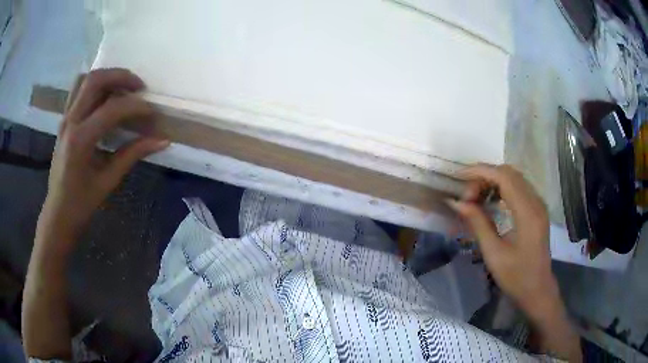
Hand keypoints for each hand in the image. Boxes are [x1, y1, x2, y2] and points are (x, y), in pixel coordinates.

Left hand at [38, 68, 168, 247]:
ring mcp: (65, 118)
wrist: (58, 213)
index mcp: (80, 140)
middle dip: (121, 76)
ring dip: (107, 77)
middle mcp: (70, 122)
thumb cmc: (81, 203)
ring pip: (85, 80)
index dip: (136, 106)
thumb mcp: (108, 181)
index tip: (152, 112)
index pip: (112, 109)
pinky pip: (79, 90)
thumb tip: (161, 140)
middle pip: (95, 80)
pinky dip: (95, 86)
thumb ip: (132, 155)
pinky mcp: (64, 121)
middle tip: (139, 87)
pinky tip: (106, 98)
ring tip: (123, 88)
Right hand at [447, 165, 558, 317]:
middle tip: (466, 196)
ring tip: (475, 198)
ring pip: (514, 178)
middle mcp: (536, 202)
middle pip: (509, 173)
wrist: (537, 290)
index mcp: (527, 213)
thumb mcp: (494, 253)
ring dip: (493, 181)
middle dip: (485, 177)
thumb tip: (457, 202)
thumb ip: (478, 223)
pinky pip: (519, 188)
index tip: (459, 177)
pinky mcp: (537, 209)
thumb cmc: (516, 277)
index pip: (504, 177)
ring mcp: (538, 204)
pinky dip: (501, 188)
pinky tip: (490, 201)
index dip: (481, 172)